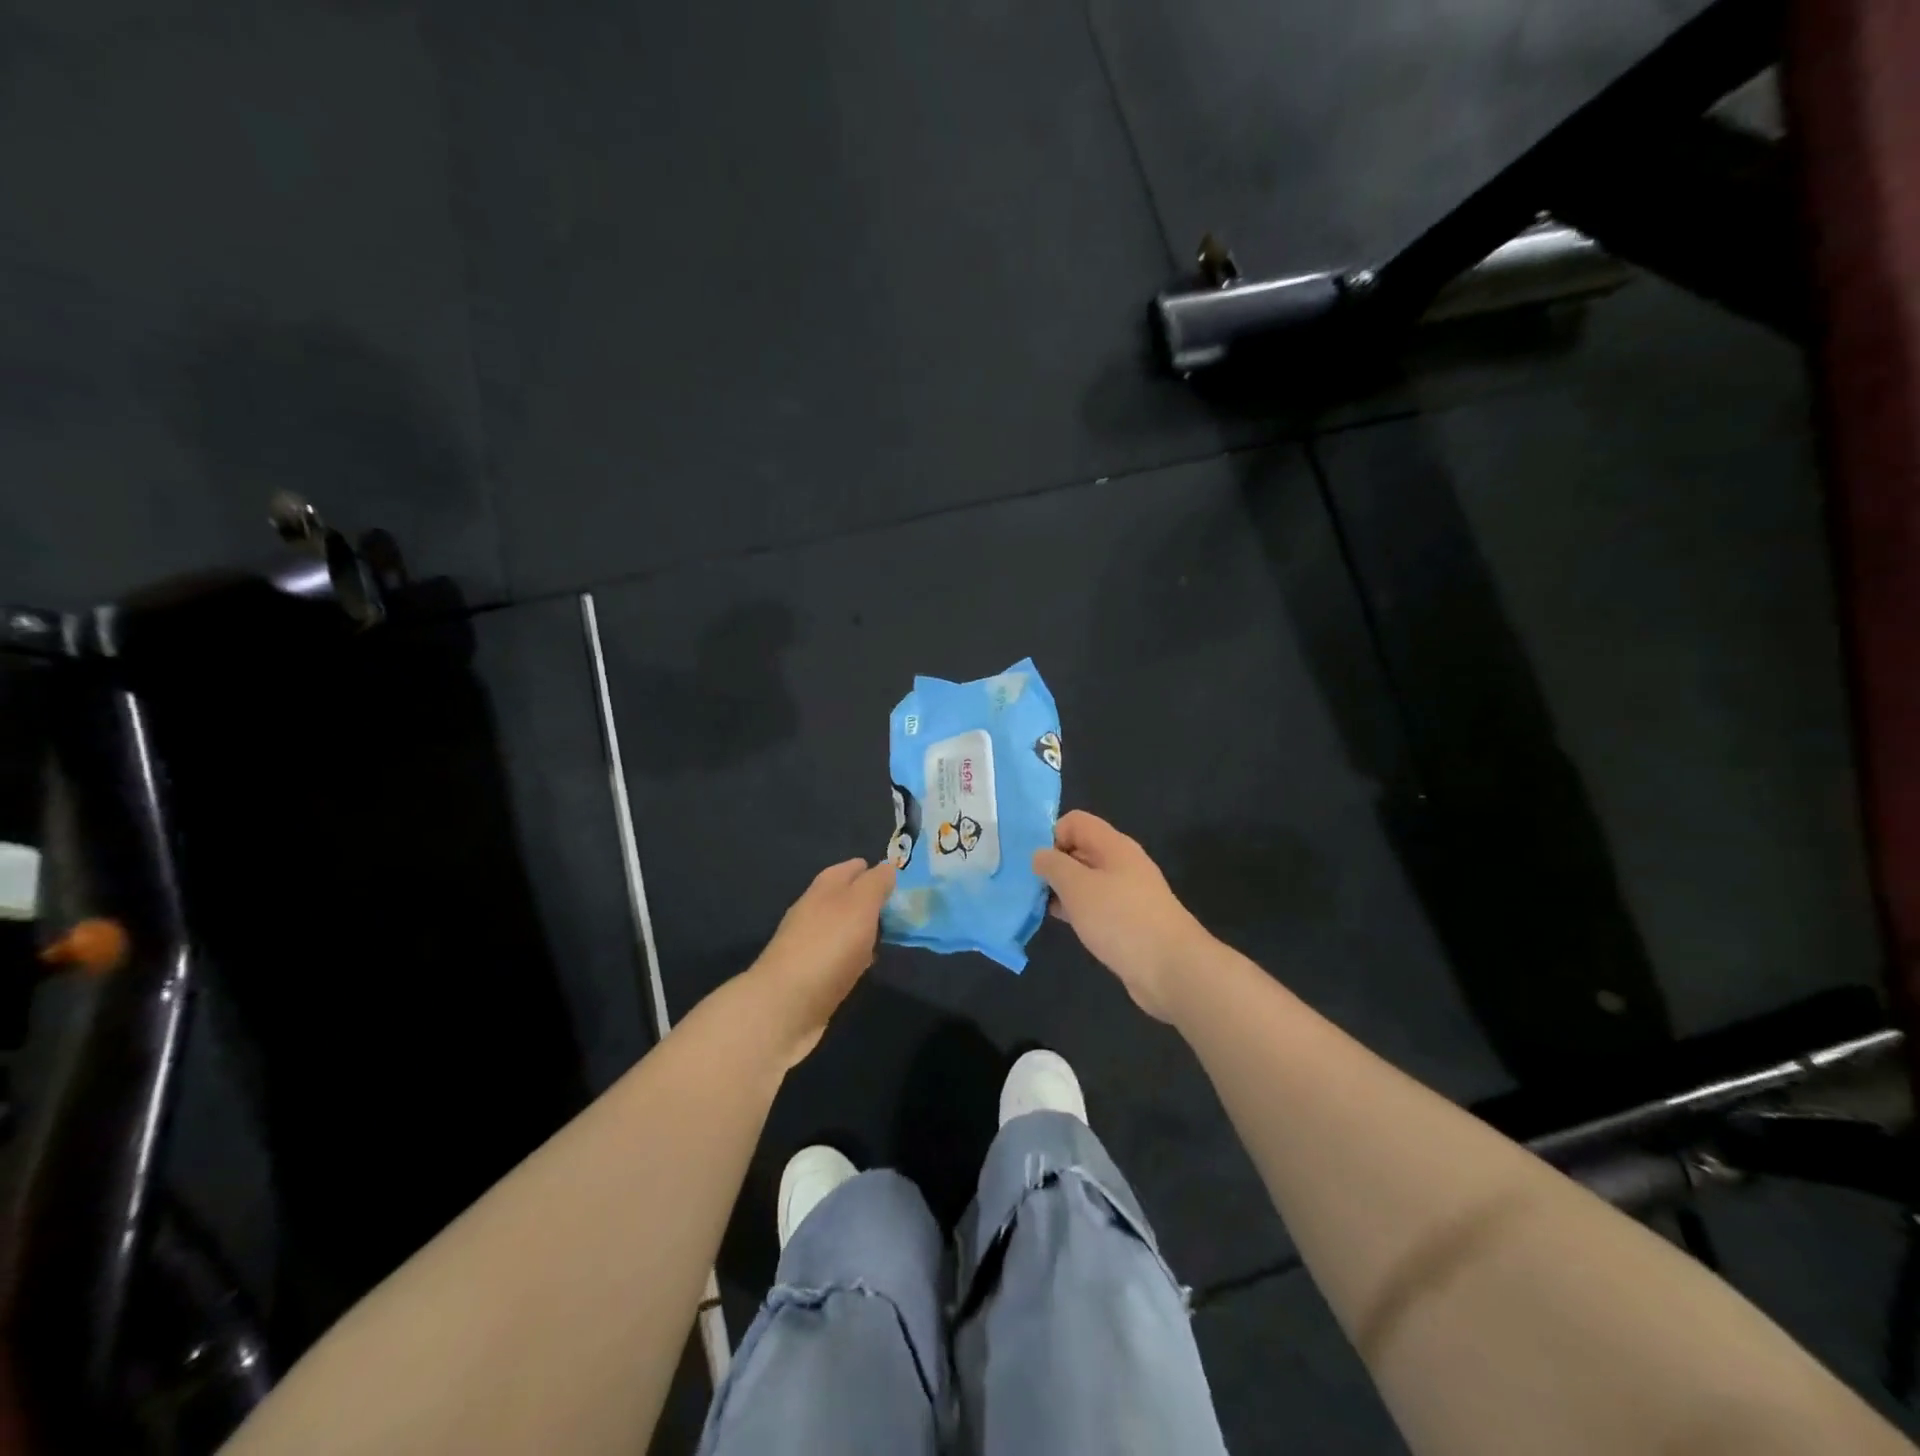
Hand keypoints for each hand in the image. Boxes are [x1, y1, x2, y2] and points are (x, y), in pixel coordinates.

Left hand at [748, 858, 896, 1065]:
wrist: (785, 1006)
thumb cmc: (828, 947)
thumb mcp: (860, 905)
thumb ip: (875, 884)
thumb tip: (887, 867)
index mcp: (824, 889)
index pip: (849, 869)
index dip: (872, 869)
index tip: (896, 875)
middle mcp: (813, 911)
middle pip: (844, 897)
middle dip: (868, 898)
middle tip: (900, 906)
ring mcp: (809, 945)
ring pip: (841, 927)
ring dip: (862, 928)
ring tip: (890, 933)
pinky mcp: (810, 976)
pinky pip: (838, 957)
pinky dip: (854, 956)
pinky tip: (867, 965)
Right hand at [1032, 811, 1211, 1022]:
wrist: (1172, 969)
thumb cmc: (1120, 919)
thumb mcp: (1077, 886)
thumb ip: (1054, 865)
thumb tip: (1040, 855)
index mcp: (1113, 846)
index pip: (1075, 822)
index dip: (1052, 836)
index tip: (1039, 866)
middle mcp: (1122, 864)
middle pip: (1080, 850)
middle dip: (1054, 865)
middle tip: (1031, 889)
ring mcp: (1127, 893)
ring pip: (1086, 880)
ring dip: (1063, 891)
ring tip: (1041, 908)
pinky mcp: (1128, 921)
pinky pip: (1096, 905)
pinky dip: (1078, 911)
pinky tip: (1065, 925)